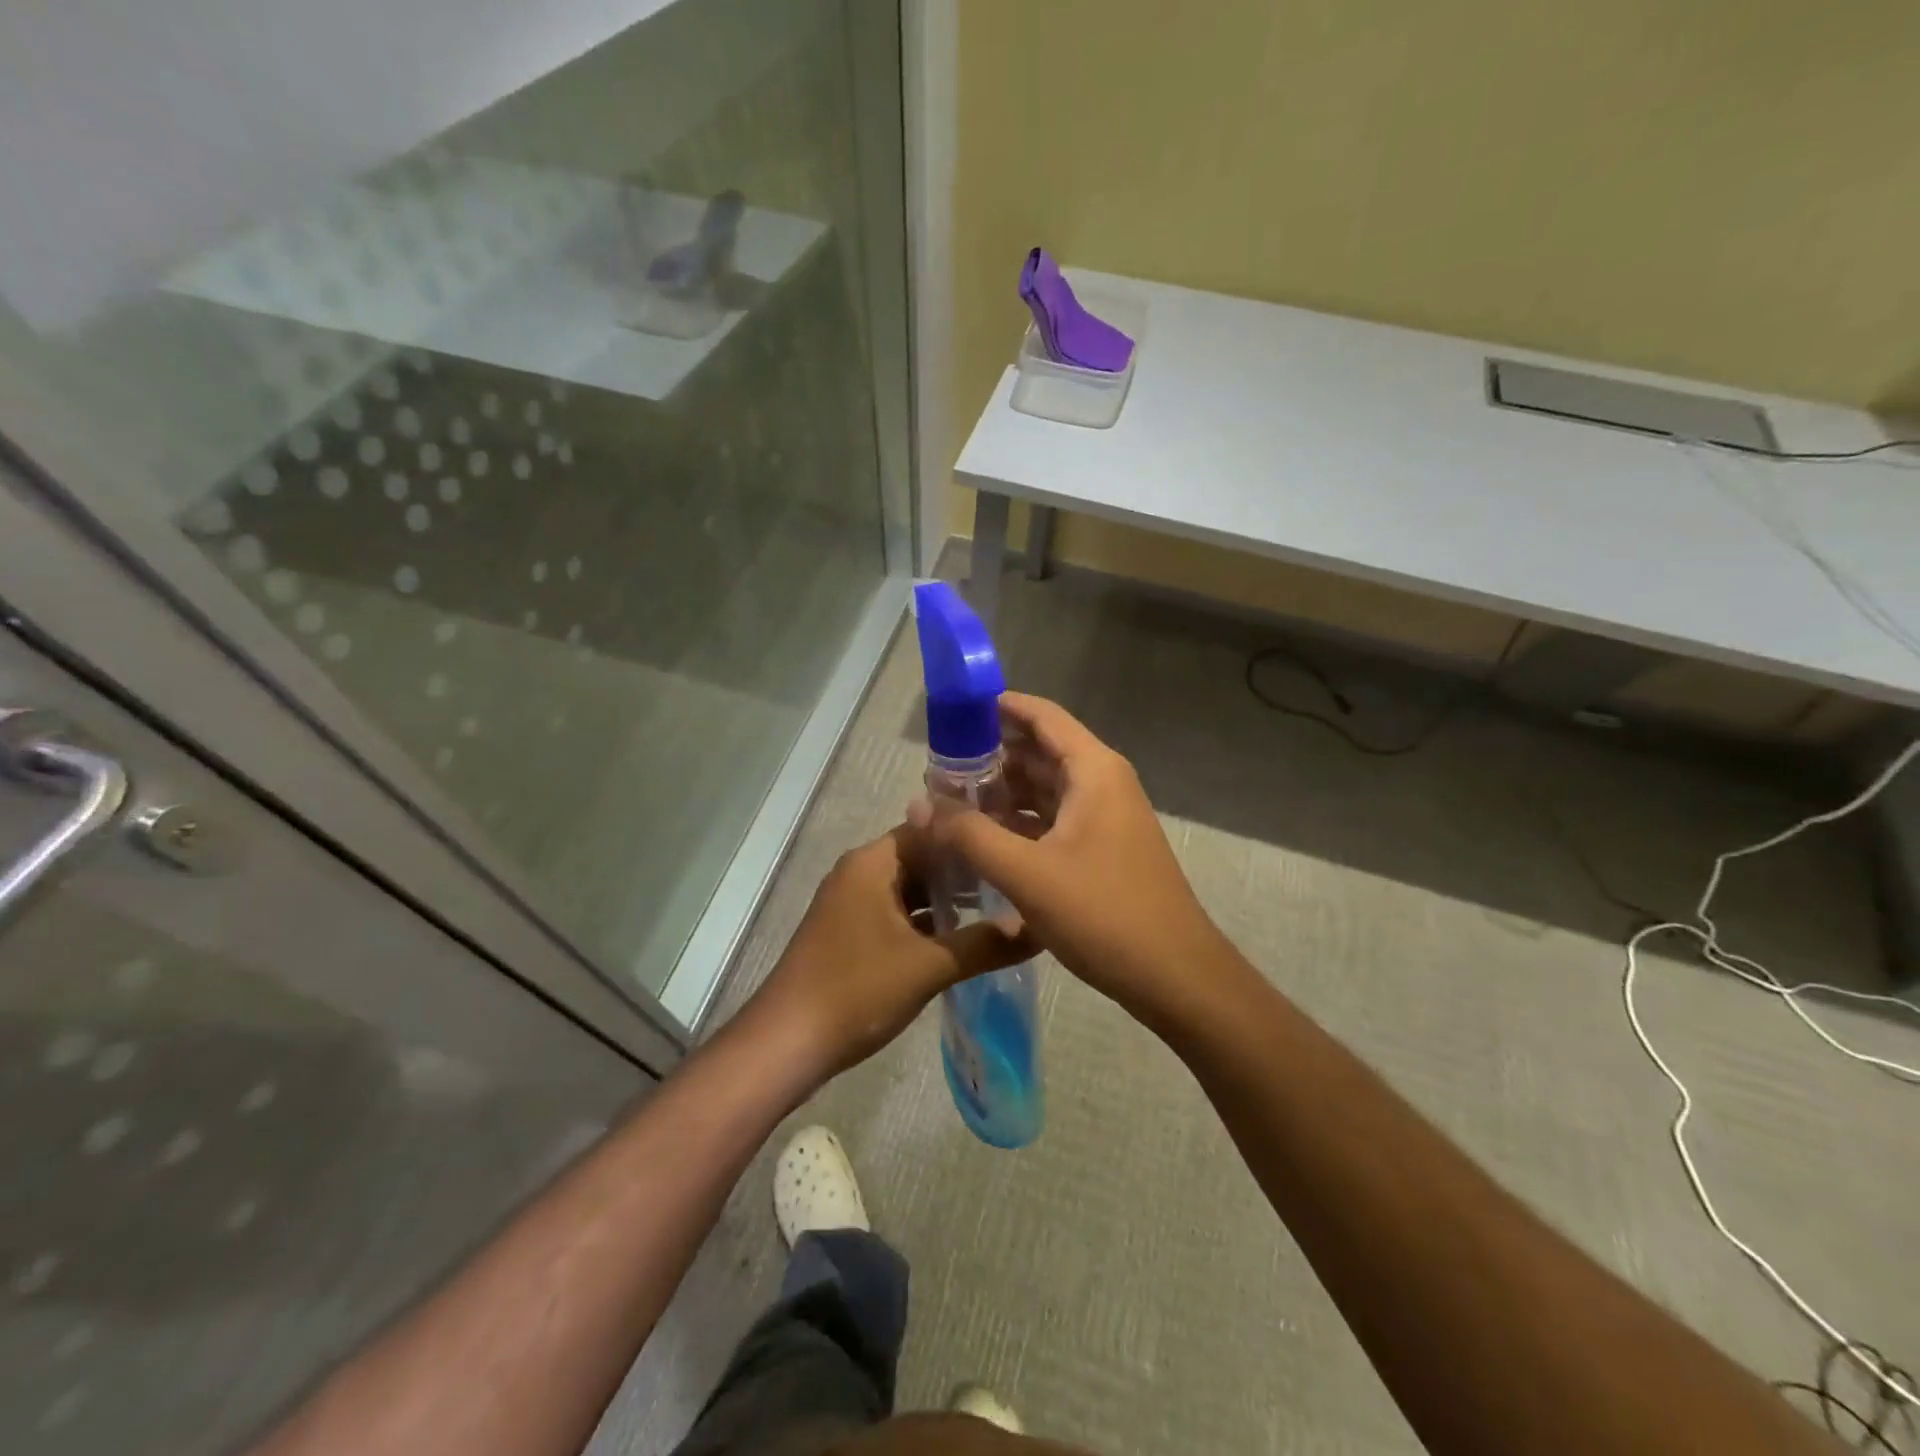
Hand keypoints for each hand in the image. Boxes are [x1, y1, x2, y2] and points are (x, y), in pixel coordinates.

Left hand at [748, 825, 1035, 1081]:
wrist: (788, 1043)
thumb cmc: (856, 990)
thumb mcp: (928, 966)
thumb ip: (985, 944)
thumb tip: (1038, 929)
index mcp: (873, 862)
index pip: (931, 828)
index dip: (972, 836)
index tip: (1014, 844)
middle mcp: (861, 872)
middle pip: (922, 856)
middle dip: (965, 869)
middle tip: (1015, 878)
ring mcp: (853, 903)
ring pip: (911, 887)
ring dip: (948, 897)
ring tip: (1000, 906)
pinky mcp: (852, 931)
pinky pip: (898, 912)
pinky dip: (928, 920)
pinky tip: (963, 937)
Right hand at [914, 692, 1232, 1028]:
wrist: (1174, 976)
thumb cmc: (1104, 913)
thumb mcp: (1026, 873)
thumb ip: (969, 835)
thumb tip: (919, 803)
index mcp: (1093, 771)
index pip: (1042, 716)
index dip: (999, 707)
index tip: (953, 712)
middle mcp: (1102, 784)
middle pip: (1040, 752)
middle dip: (990, 756)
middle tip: (938, 768)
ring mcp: (1105, 818)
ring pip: (1045, 789)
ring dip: (1003, 792)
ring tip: (952, 802)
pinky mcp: (1102, 850)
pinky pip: (1053, 820)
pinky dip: (1019, 822)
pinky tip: (984, 839)